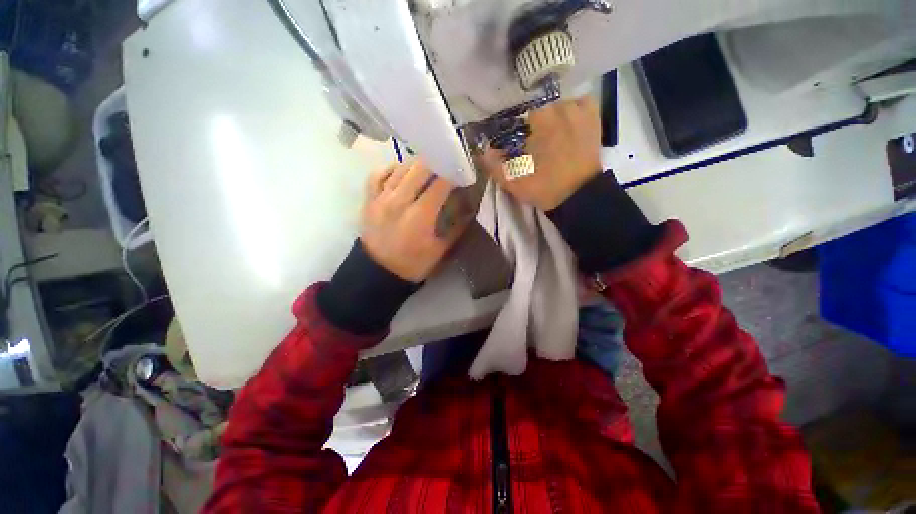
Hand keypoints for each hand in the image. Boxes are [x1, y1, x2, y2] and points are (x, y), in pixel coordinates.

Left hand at [360, 159, 467, 281]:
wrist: (378, 273)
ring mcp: (380, 198)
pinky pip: (378, 174)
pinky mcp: (368, 199)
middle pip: (419, 168)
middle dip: (436, 162)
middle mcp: (399, 201)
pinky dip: (391, 168)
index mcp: (420, 216)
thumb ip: (456, 227)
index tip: (462, 171)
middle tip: (446, 164)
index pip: (440, 183)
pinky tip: (401, 170)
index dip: (453, 173)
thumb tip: (469, 208)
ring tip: (428, 166)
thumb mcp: (440, 250)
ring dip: (417, 163)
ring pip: (400, 168)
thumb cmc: (413, 264)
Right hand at [483, 97, 601, 210]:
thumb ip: (494, 165)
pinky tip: (568, 124)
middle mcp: (560, 108)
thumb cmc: (545, 187)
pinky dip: (573, 111)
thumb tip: (482, 150)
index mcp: (540, 120)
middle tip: (531, 143)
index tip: (515, 143)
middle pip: (538, 108)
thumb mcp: (513, 181)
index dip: (514, 129)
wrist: (579, 197)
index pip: (519, 114)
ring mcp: (579, 112)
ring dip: (551, 118)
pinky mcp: (593, 119)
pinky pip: (581, 104)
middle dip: (532, 124)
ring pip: (558, 105)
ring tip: (549, 136)